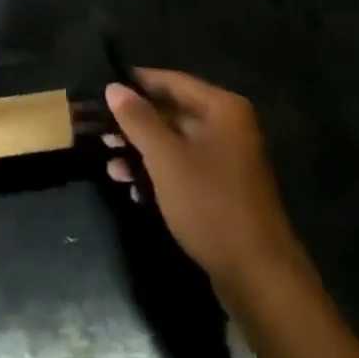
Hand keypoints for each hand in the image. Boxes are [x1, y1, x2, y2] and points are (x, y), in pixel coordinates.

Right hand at [104, 70, 304, 288]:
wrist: (258, 277)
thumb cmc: (210, 204)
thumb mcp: (166, 159)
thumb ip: (138, 119)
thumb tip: (113, 87)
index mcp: (222, 108)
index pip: (172, 81)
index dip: (136, 83)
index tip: (103, 88)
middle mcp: (228, 126)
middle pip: (173, 112)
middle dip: (136, 123)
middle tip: (100, 130)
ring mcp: (228, 160)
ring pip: (176, 143)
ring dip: (142, 151)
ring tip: (109, 163)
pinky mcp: (223, 190)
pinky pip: (184, 168)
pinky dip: (159, 173)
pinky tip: (131, 187)